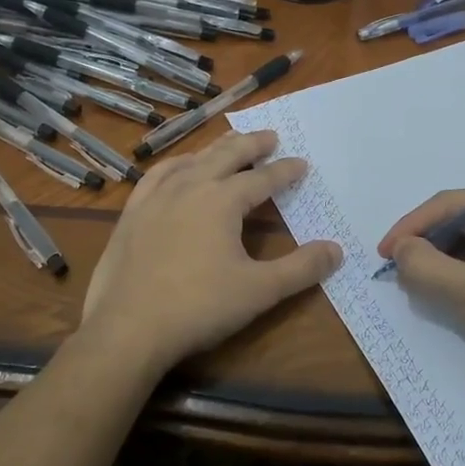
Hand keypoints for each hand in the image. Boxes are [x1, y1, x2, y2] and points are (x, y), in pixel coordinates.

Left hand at [78, 129, 341, 378]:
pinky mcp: (132, 213)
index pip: (263, 179)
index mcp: (222, 200)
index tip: (301, 163)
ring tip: (229, 145)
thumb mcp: (260, 290)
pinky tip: (179, 169)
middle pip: (226, 155)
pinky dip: (176, 165)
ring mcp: (156, 197)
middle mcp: (190, 187)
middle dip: (252, 144)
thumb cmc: (199, 307)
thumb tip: (336, 250)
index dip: (285, 171)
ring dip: (216, 150)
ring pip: (192, 160)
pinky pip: (157, 175)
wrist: (128, 329)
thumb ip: (301, 269)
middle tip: (270, 136)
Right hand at [378, 192, 464, 407]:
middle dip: (428, 245)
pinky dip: (462, 276)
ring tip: (419, 286)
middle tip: (399, 272)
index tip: (382, 254)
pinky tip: (448, 295)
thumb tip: (400, 250)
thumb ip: (423, 265)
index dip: (411, 226)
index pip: (451, 205)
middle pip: (461, 222)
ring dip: (443, 263)